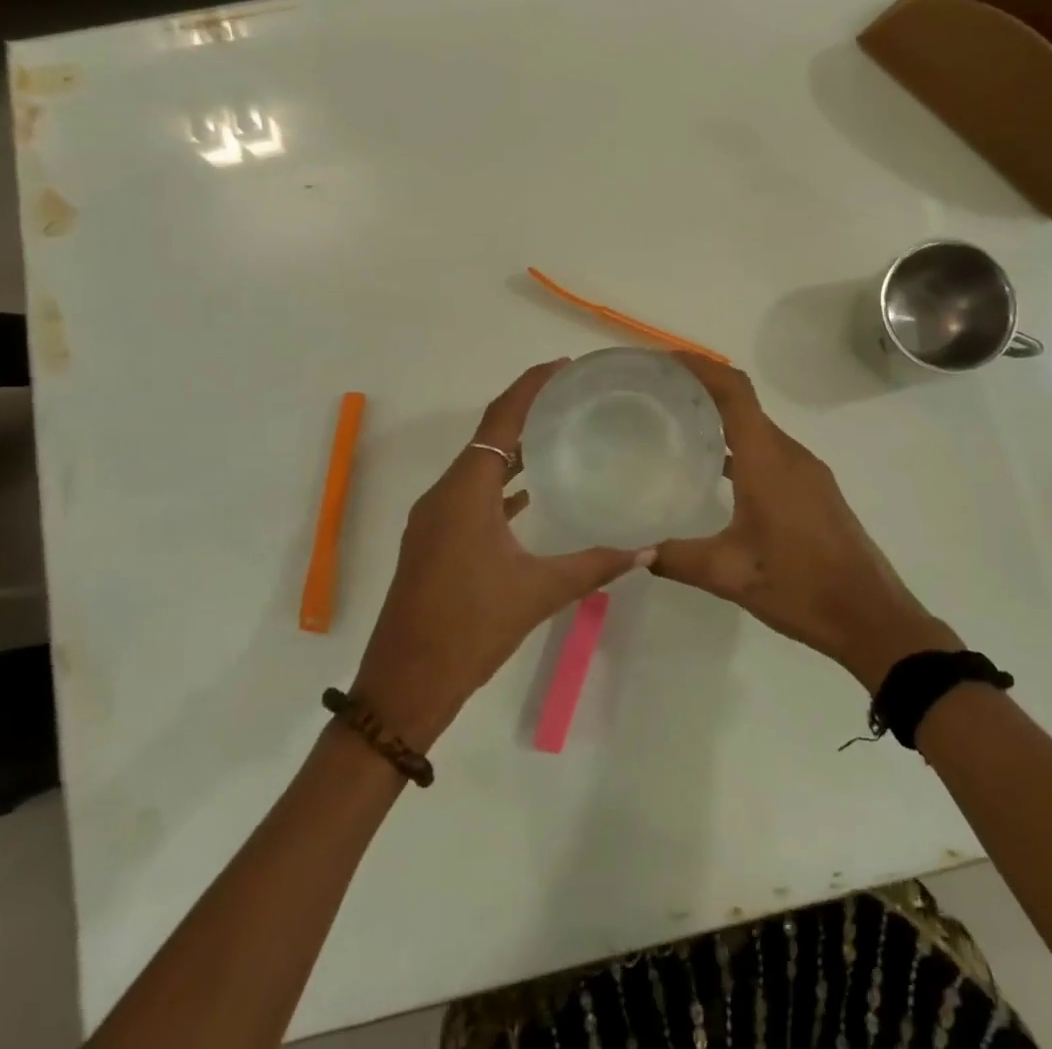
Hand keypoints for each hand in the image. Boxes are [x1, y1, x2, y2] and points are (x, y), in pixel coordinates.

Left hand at [350, 360, 650, 748]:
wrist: (404, 685)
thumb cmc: (469, 629)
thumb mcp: (538, 593)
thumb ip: (594, 565)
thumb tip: (647, 549)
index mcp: (465, 492)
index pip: (500, 421)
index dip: (530, 387)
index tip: (562, 367)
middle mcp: (445, 494)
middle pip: (489, 435)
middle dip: (526, 410)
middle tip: (571, 397)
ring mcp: (434, 518)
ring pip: (478, 466)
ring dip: (513, 447)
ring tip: (557, 434)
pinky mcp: (434, 541)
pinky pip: (471, 494)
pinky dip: (500, 483)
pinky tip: (528, 492)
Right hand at [653, 354, 957, 689]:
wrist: (871, 617)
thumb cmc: (800, 586)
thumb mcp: (729, 575)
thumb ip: (677, 559)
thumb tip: (635, 553)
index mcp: (767, 460)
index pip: (734, 392)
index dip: (701, 367)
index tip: (665, 360)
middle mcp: (789, 454)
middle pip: (744, 403)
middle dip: (703, 389)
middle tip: (658, 394)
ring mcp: (807, 471)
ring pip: (758, 429)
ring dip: (722, 419)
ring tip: (679, 427)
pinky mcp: (814, 489)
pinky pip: (771, 451)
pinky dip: (741, 446)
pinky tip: (716, 473)